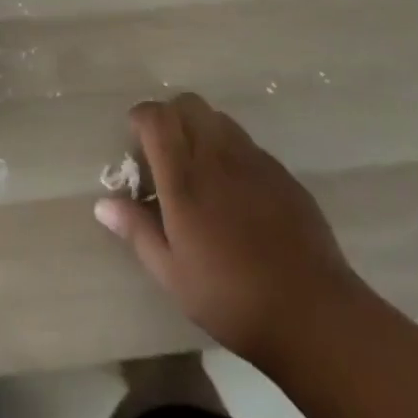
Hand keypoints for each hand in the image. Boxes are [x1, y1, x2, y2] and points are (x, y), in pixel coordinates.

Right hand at [95, 93, 360, 365]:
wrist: (314, 314)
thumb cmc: (232, 297)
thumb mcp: (173, 274)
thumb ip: (137, 230)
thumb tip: (103, 203)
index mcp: (184, 176)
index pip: (156, 116)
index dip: (141, 119)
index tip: (136, 143)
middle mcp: (216, 154)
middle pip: (187, 104)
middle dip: (171, 117)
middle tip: (166, 155)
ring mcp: (253, 159)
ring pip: (219, 119)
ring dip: (202, 131)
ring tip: (202, 172)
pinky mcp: (282, 173)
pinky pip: (248, 145)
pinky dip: (232, 154)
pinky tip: (239, 196)